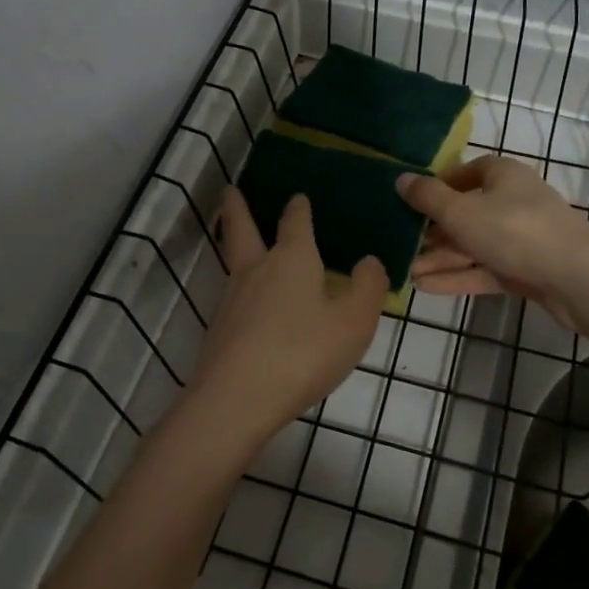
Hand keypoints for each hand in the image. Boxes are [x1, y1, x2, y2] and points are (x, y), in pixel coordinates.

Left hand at [183, 188, 388, 451]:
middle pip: (242, 228)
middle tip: (230, 190)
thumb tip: (369, 261)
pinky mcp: (219, 329)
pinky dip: (240, 285)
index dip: (298, 208)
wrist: (237, 399)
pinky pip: (232, 294)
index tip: (298, 196)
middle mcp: (257, 270)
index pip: (295, 222)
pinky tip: (249, 302)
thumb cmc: (304, 352)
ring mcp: (232, 299)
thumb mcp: (354, 322)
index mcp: (292, 259)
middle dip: (238, 208)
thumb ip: (368, 288)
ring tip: (239, 238)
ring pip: (233, 260)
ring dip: (233, 241)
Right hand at [397, 156, 588, 330]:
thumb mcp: (462, 212)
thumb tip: (401, 179)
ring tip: (407, 272)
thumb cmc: (515, 231)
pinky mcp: (527, 271)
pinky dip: (459, 277)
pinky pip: (486, 271)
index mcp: (504, 176)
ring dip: (442, 258)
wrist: (578, 277)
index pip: (470, 171)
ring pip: (475, 245)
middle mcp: (514, 202)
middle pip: (468, 212)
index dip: (442, 183)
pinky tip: (426, 288)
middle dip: (435, 230)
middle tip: (403, 243)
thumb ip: (428, 198)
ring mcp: (522, 239)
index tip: (415, 199)